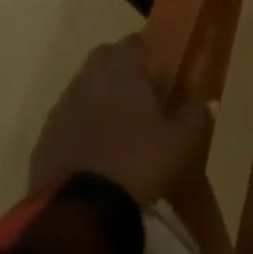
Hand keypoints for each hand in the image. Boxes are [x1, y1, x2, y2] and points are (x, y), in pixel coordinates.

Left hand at [28, 34, 212, 205]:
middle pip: (100, 57)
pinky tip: (95, 143)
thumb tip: (207, 101)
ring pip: (80, 86)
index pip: (130, 43)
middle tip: (139, 84)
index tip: (156, 60)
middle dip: (117, 63)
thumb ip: (196, 115)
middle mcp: (89, 83)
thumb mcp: (182, 141)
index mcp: (123, 75)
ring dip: (97, 92)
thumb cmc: (139, 162)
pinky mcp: (44, 139)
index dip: (143, 47)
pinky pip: (66, 117)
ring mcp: (62, 110)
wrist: (79, 210)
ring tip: (118, 116)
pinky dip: (80, 121)